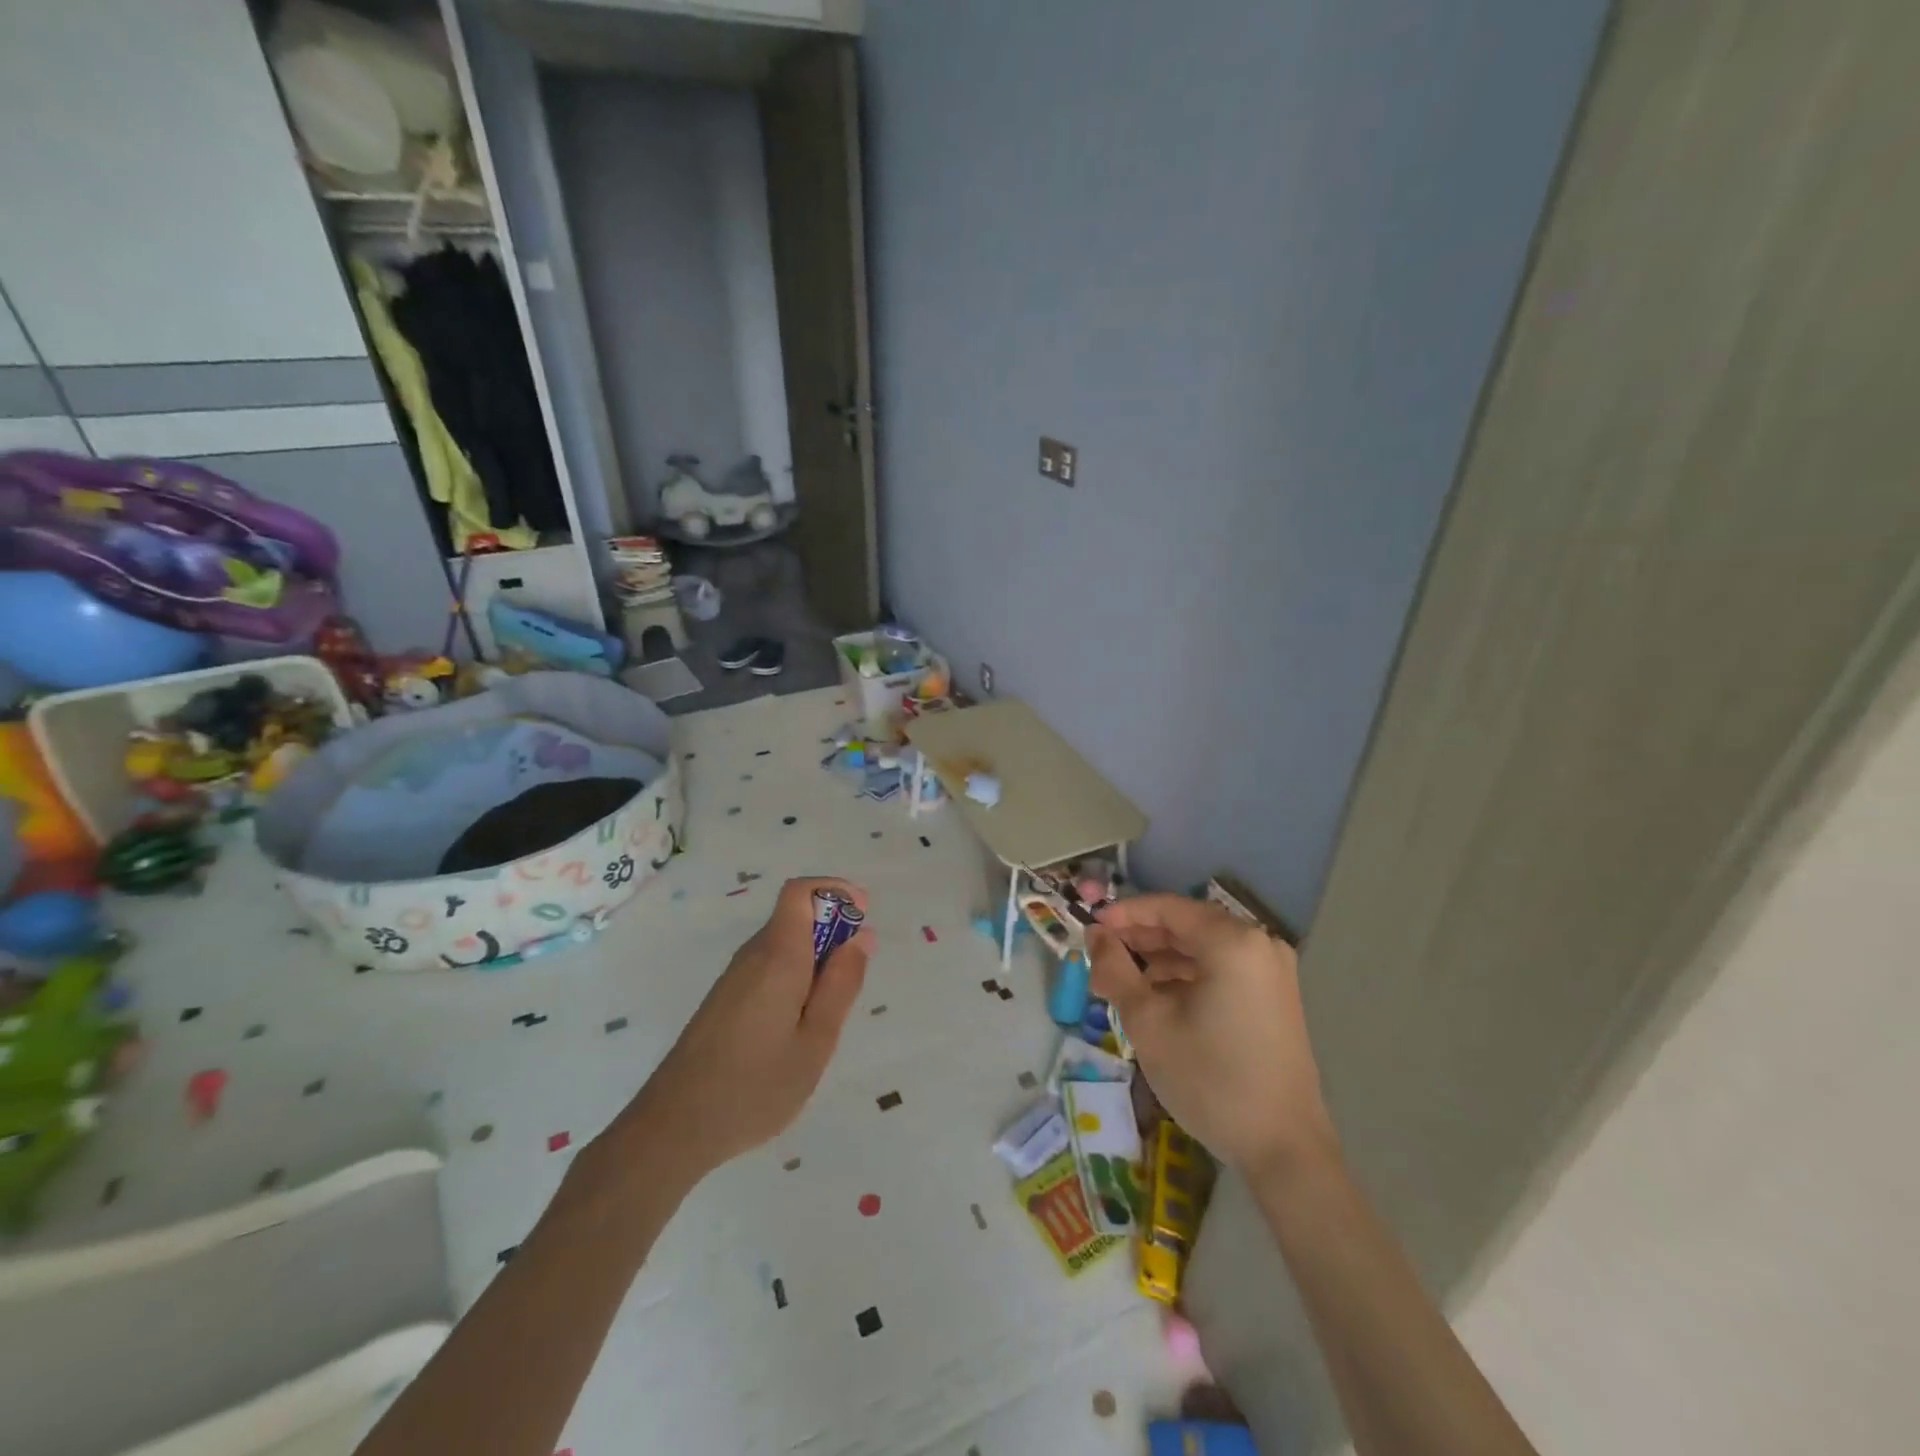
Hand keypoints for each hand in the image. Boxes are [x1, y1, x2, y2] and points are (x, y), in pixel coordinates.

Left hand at [618, 877, 872, 1182]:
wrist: (673, 1129)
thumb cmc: (755, 1087)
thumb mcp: (816, 1041)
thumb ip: (842, 984)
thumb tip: (862, 936)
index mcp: (777, 955)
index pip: (800, 891)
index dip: (835, 890)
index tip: (864, 916)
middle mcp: (752, 955)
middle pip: (795, 916)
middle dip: (833, 932)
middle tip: (852, 984)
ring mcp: (734, 978)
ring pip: (784, 945)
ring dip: (815, 960)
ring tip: (825, 1018)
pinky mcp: (725, 1000)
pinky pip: (769, 968)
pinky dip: (795, 978)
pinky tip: (796, 1031)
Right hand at [1089, 895, 1334, 1176]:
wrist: (1283, 1149)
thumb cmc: (1210, 1079)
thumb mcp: (1148, 1021)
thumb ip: (1115, 969)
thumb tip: (1095, 936)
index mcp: (1232, 942)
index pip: (1168, 908)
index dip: (1124, 914)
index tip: (1089, 928)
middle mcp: (1259, 944)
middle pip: (1187, 925)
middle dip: (1140, 939)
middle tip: (1100, 959)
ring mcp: (1272, 971)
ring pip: (1203, 948)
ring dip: (1161, 959)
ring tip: (1122, 982)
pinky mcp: (1275, 997)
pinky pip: (1222, 969)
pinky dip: (1187, 976)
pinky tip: (1158, 998)